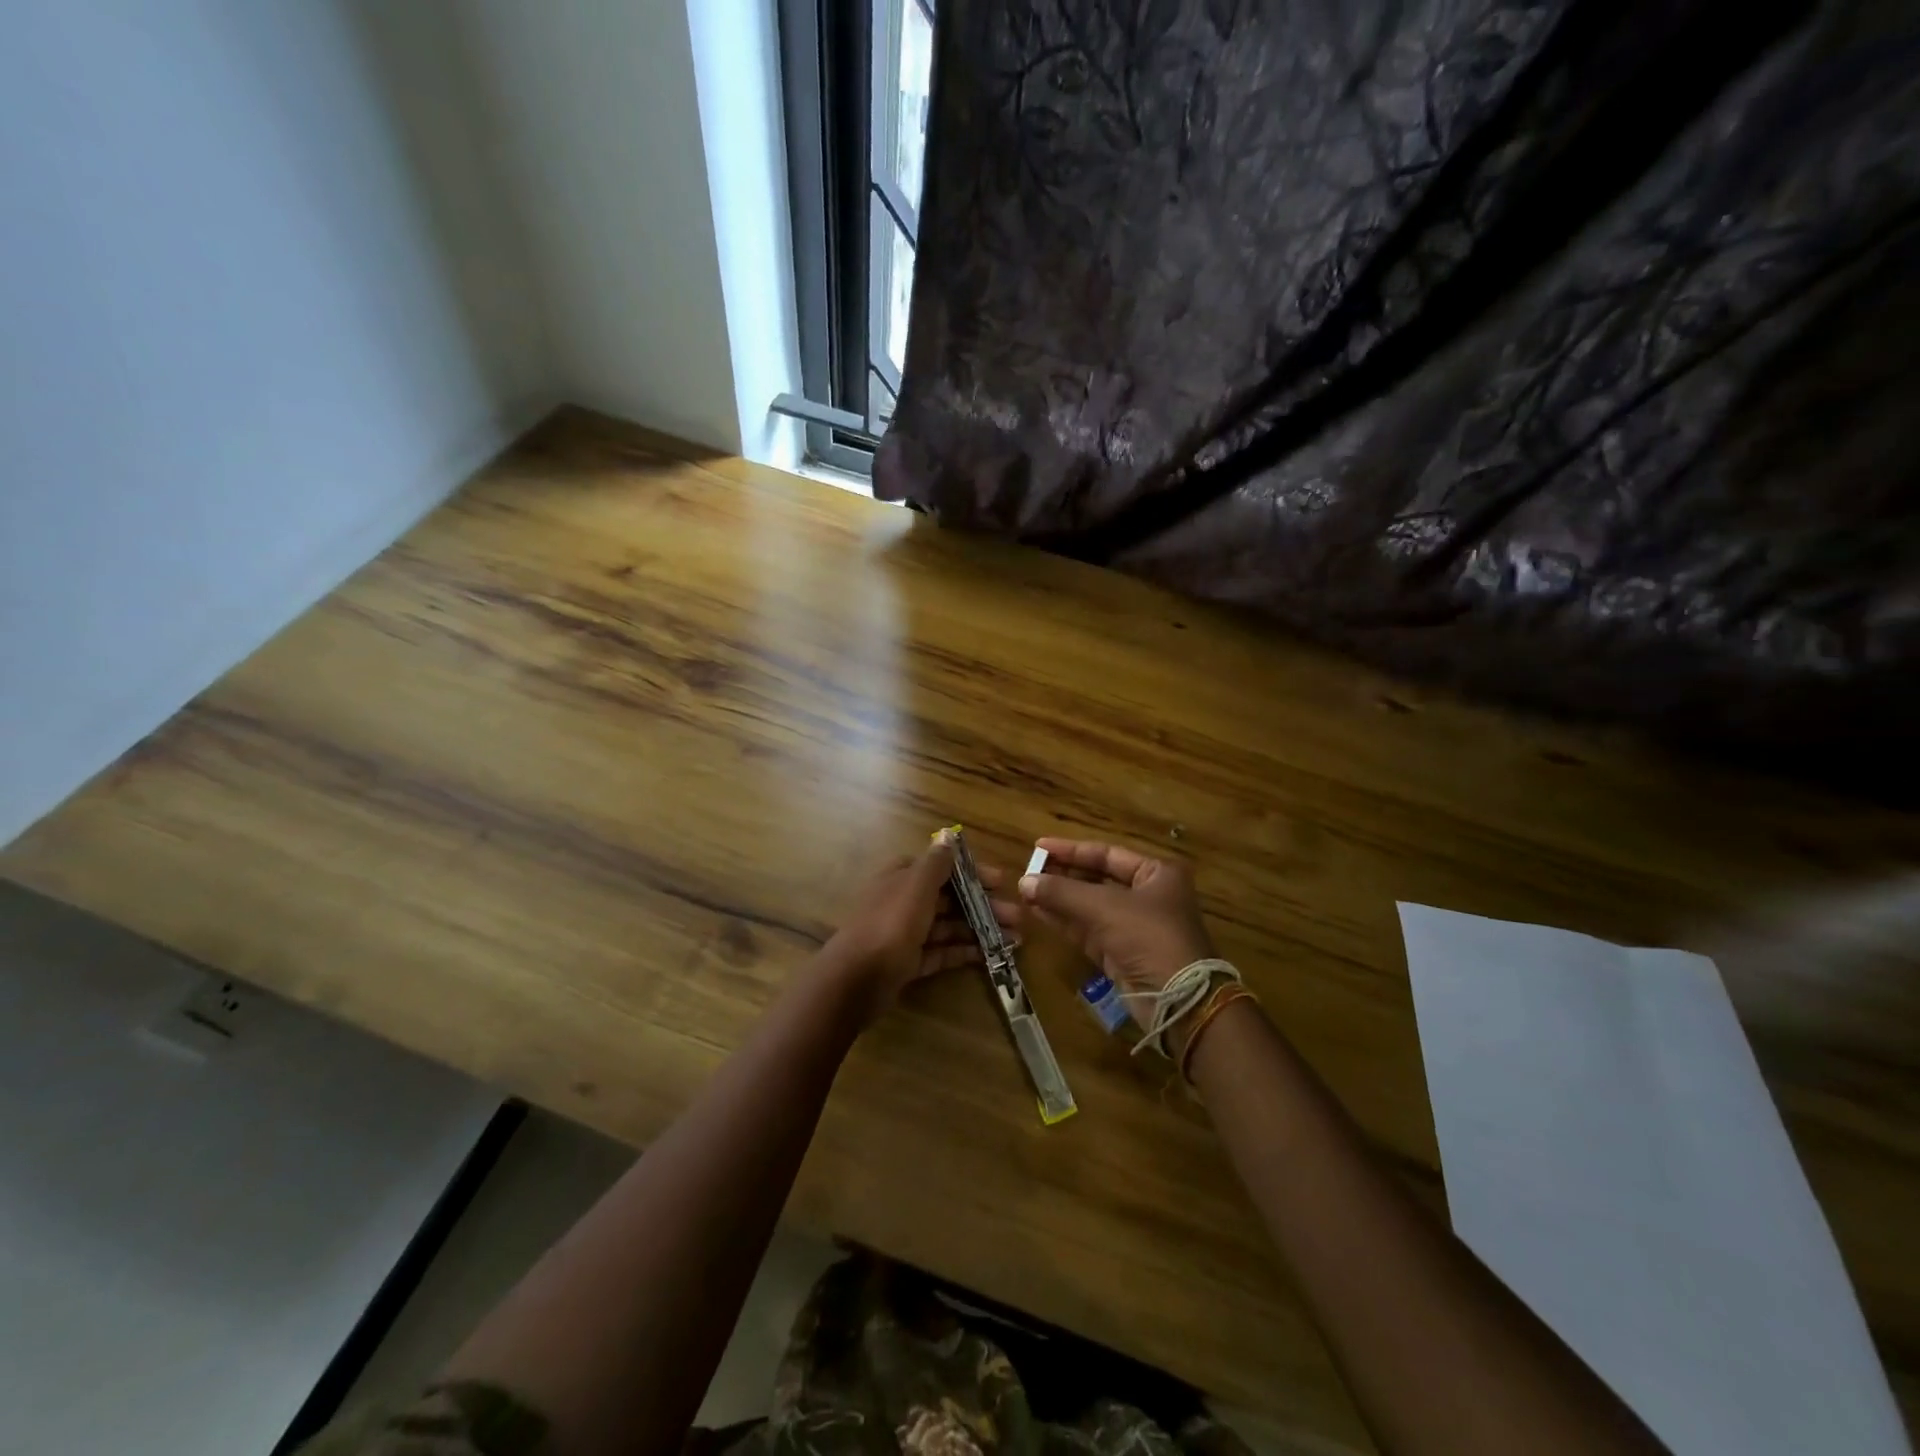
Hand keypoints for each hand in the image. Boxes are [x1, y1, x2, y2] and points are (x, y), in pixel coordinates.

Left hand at [822, 835, 1018, 1020]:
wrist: (854, 981)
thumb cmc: (889, 925)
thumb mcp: (915, 887)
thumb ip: (935, 863)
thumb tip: (949, 836)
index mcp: (902, 877)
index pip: (943, 868)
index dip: (972, 873)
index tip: (1002, 882)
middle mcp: (904, 901)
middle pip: (950, 899)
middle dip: (984, 905)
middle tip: (1017, 915)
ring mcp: (905, 934)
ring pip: (949, 926)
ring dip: (981, 929)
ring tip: (1015, 938)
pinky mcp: (908, 963)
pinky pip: (941, 952)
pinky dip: (964, 951)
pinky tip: (991, 955)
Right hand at [1017, 838, 1215, 1025]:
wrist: (1177, 1000)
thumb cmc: (1148, 937)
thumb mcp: (1104, 907)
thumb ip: (1062, 892)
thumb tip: (1023, 881)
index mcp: (1156, 873)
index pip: (1107, 853)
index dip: (1071, 850)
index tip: (1039, 846)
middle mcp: (1147, 895)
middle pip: (1097, 878)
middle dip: (1062, 876)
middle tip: (1029, 871)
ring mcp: (1134, 926)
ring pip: (1089, 905)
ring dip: (1059, 899)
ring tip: (1025, 890)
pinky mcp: (1121, 952)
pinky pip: (1087, 929)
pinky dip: (1064, 921)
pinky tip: (1038, 911)